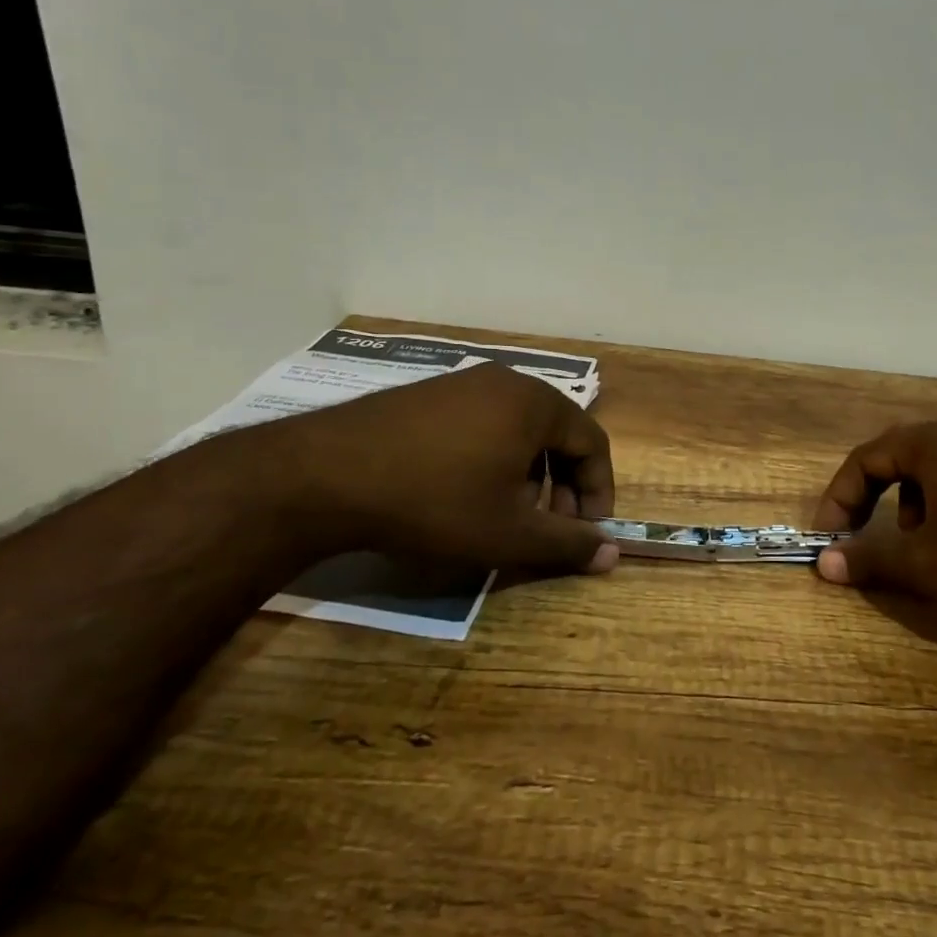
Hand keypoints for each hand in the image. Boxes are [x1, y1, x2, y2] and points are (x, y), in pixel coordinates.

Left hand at [241, 363, 617, 574]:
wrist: (324, 476)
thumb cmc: (435, 501)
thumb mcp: (509, 533)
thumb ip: (567, 544)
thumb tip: (613, 555)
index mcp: (536, 403)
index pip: (593, 443)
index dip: (598, 492)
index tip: (587, 533)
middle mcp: (505, 382)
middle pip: (556, 434)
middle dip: (560, 486)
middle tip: (544, 528)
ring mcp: (461, 383)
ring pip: (517, 431)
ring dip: (526, 475)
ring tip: (501, 515)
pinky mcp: (426, 395)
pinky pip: (481, 424)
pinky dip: (490, 460)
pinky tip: (459, 494)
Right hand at [813, 421, 936, 630]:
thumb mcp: (927, 565)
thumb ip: (871, 559)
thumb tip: (824, 563)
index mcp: (932, 444)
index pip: (864, 459)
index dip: (839, 499)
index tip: (830, 538)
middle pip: (898, 460)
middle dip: (875, 502)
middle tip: (870, 539)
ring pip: (933, 472)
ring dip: (912, 508)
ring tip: (924, 549)